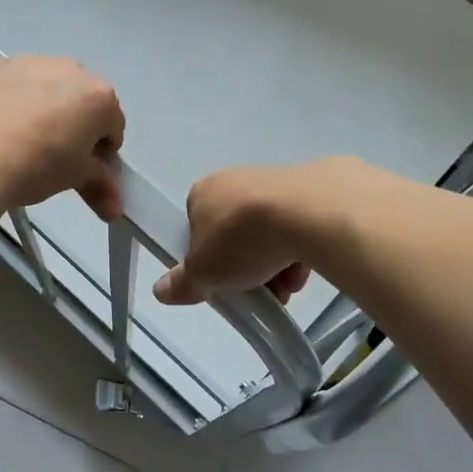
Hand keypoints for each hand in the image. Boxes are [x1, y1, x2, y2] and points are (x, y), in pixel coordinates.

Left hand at [0, 56, 125, 219]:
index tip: (83, 169)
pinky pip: (17, 84)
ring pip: (49, 87)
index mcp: (99, 97)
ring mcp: (31, 62)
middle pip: (83, 100)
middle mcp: (70, 70)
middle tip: (54, 156)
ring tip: (22, 140)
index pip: (113, 126)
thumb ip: (100, 187)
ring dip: (46, 108)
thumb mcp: (74, 179)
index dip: (101, 151)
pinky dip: (16, 100)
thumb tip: (115, 210)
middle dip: (76, 124)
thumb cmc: (35, 166)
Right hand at [153, 163, 330, 305]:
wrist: (306, 213)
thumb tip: (161, 290)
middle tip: (258, 291)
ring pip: (269, 232)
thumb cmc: (240, 240)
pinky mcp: (311, 188)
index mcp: (202, 192)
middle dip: (246, 266)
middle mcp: (235, 180)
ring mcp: (275, 181)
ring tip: (287, 286)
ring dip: (275, 264)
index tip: (223, 283)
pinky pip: (298, 225)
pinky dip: (300, 248)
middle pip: (236, 234)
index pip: (197, 229)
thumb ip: (182, 283)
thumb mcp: (202, 274)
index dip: (209, 260)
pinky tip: (307, 267)